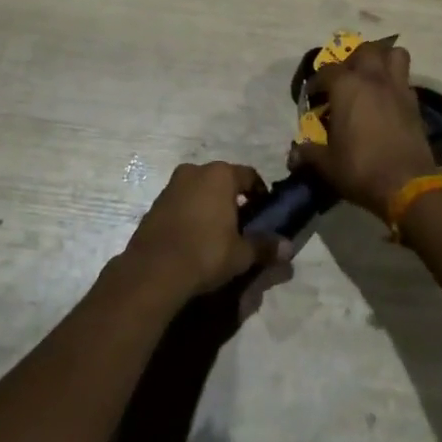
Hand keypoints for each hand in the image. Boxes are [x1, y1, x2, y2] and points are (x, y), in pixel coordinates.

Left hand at [124, 161, 288, 303]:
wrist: (153, 270)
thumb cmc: (206, 252)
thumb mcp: (241, 254)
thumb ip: (265, 246)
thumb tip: (288, 248)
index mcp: (220, 174)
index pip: (249, 175)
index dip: (260, 193)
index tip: (264, 212)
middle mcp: (195, 171)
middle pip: (222, 180)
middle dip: (233, 198)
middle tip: (241, 224)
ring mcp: (171, 186)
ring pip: (199, 190)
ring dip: (209, 205)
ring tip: (216, 233)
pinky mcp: (155, 204)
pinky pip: (181, 203)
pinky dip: (190, 214)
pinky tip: (193, 239)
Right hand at [287, 39, 436, 221]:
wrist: (407, 183)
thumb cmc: (361, 168)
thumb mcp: (327, 164)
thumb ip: (310, 153)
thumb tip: (295, 154)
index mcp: (346, 87)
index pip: (327, 71)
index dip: (317, 82)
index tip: (313, 97)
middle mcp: (373, 78)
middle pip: (365, 50)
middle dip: (353, 60)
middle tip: (345, 80)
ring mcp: (397, 87)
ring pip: (394, 54)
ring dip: (382, 60)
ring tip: (372, 77)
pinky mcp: (415, 102)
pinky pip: (405, 79)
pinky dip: (396, 82)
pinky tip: (388, 100)